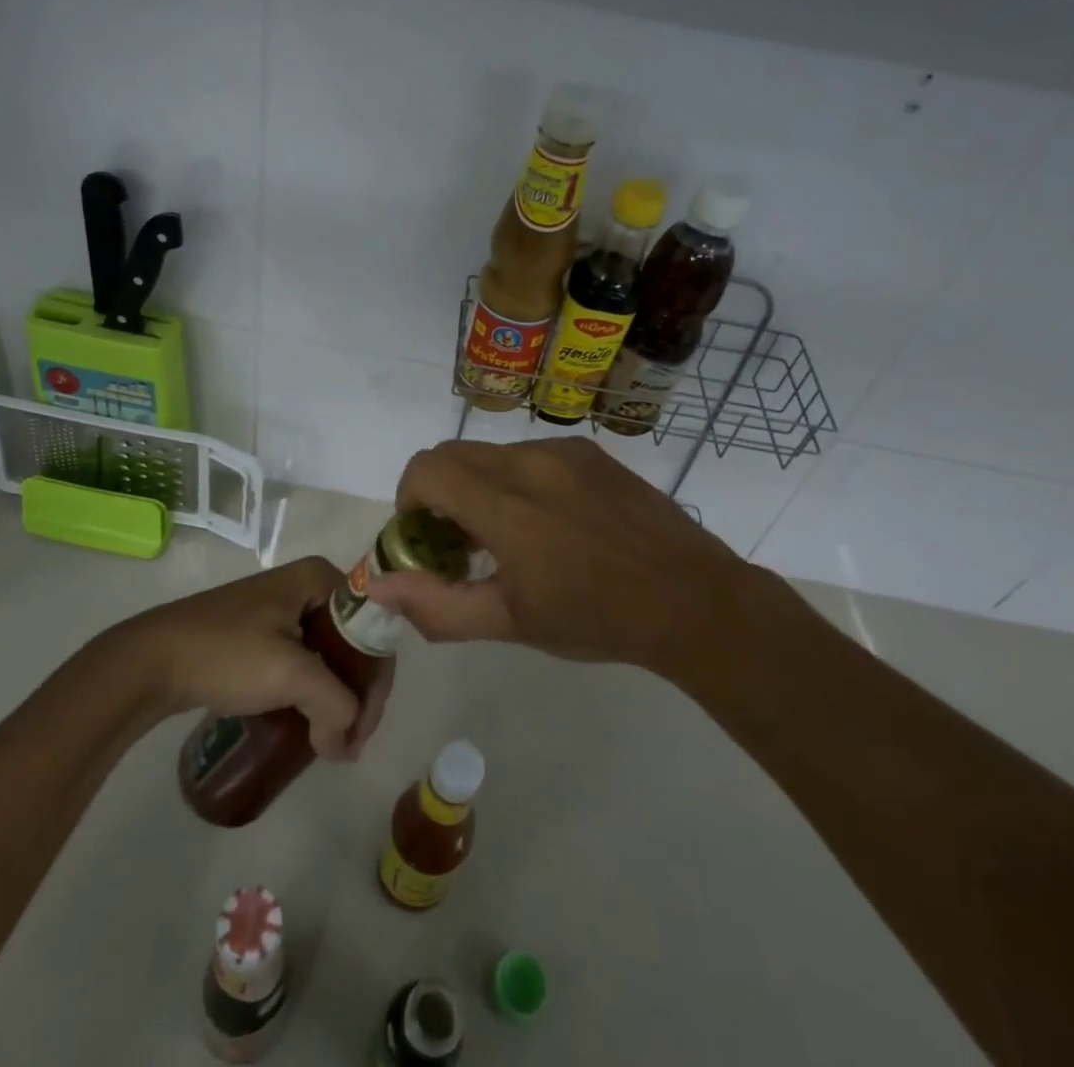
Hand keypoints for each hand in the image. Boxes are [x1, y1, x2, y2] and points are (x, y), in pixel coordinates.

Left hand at [96, 557, 392, 761]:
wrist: (151, 660)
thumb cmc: (226, 653)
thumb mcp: (290, 674)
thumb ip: (334, 707)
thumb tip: (344, 747)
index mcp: (319, 578)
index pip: (371, 628)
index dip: (376, 681)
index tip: (363, 729)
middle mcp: (306, 585)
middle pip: (353, 642)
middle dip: (357, 693)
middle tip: (349, 741)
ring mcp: (281, 609)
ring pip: (329, 654)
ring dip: (335, 697)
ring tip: (332, 740)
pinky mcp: (261, 633)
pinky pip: (304, 661)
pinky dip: (312, 692)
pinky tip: (308, 722)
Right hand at [368, 437, 751, 669]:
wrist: (692, 599)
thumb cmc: (596, 618)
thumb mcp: (511, 623)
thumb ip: (438, 605)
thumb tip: (381, 588)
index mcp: (505, 505)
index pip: (426, 470)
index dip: (409, 500)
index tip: (424, 537)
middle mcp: (529, 462)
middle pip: (452, 455)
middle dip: (439, 493)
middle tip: (460, 542)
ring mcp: (563, 450)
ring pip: (491, 453)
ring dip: (479, 486)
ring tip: (510, 535)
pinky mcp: (589, 451)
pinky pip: (530, 453)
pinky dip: (516, 479)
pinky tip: (551, 521)